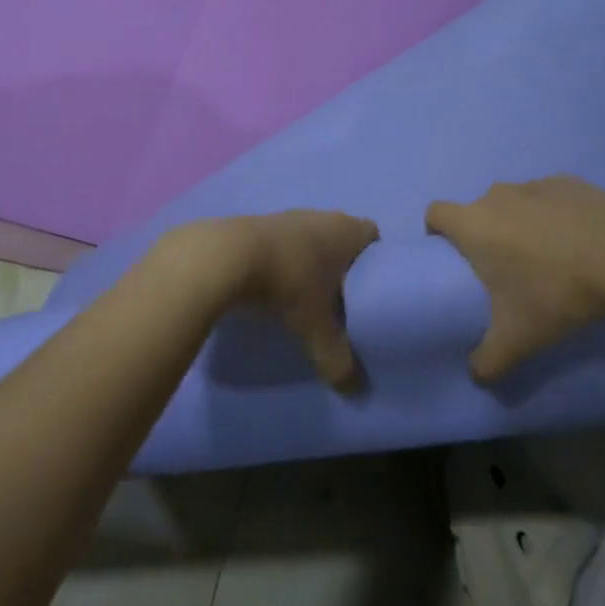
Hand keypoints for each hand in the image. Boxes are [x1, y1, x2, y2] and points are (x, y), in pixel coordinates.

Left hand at [164, 210, 378, 391]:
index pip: (373, 237)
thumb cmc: (289, 282)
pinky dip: (286, 261)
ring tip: (309, 297)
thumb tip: (354, 389)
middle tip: (343, 301)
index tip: (371, 290)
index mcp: (346, 230)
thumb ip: (338, 358)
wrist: (229, 256)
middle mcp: (322, 216)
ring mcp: (289, 217)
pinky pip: (285, 243)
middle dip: (343, 266)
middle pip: (342, 238)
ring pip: (312, 239)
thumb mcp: (317, 327)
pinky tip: (278, 287)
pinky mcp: (261, 224)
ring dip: (312, 263)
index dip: (375, 262)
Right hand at [426, 177, 604, 382]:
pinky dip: (555, 216)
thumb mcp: (519, 338)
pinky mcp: (569, 182)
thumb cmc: (556, 292)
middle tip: (507, 271)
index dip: (438, 232)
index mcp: (474, 224)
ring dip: (521, 224)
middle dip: (486, 235)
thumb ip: (489, 360)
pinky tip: (579, 243)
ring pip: (514, 203)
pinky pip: (549, 199)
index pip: (436, 213)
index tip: (455, 259)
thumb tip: (476, 376)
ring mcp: (535, 185)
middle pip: (478, 210)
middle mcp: (497, 196)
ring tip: (549, 258)